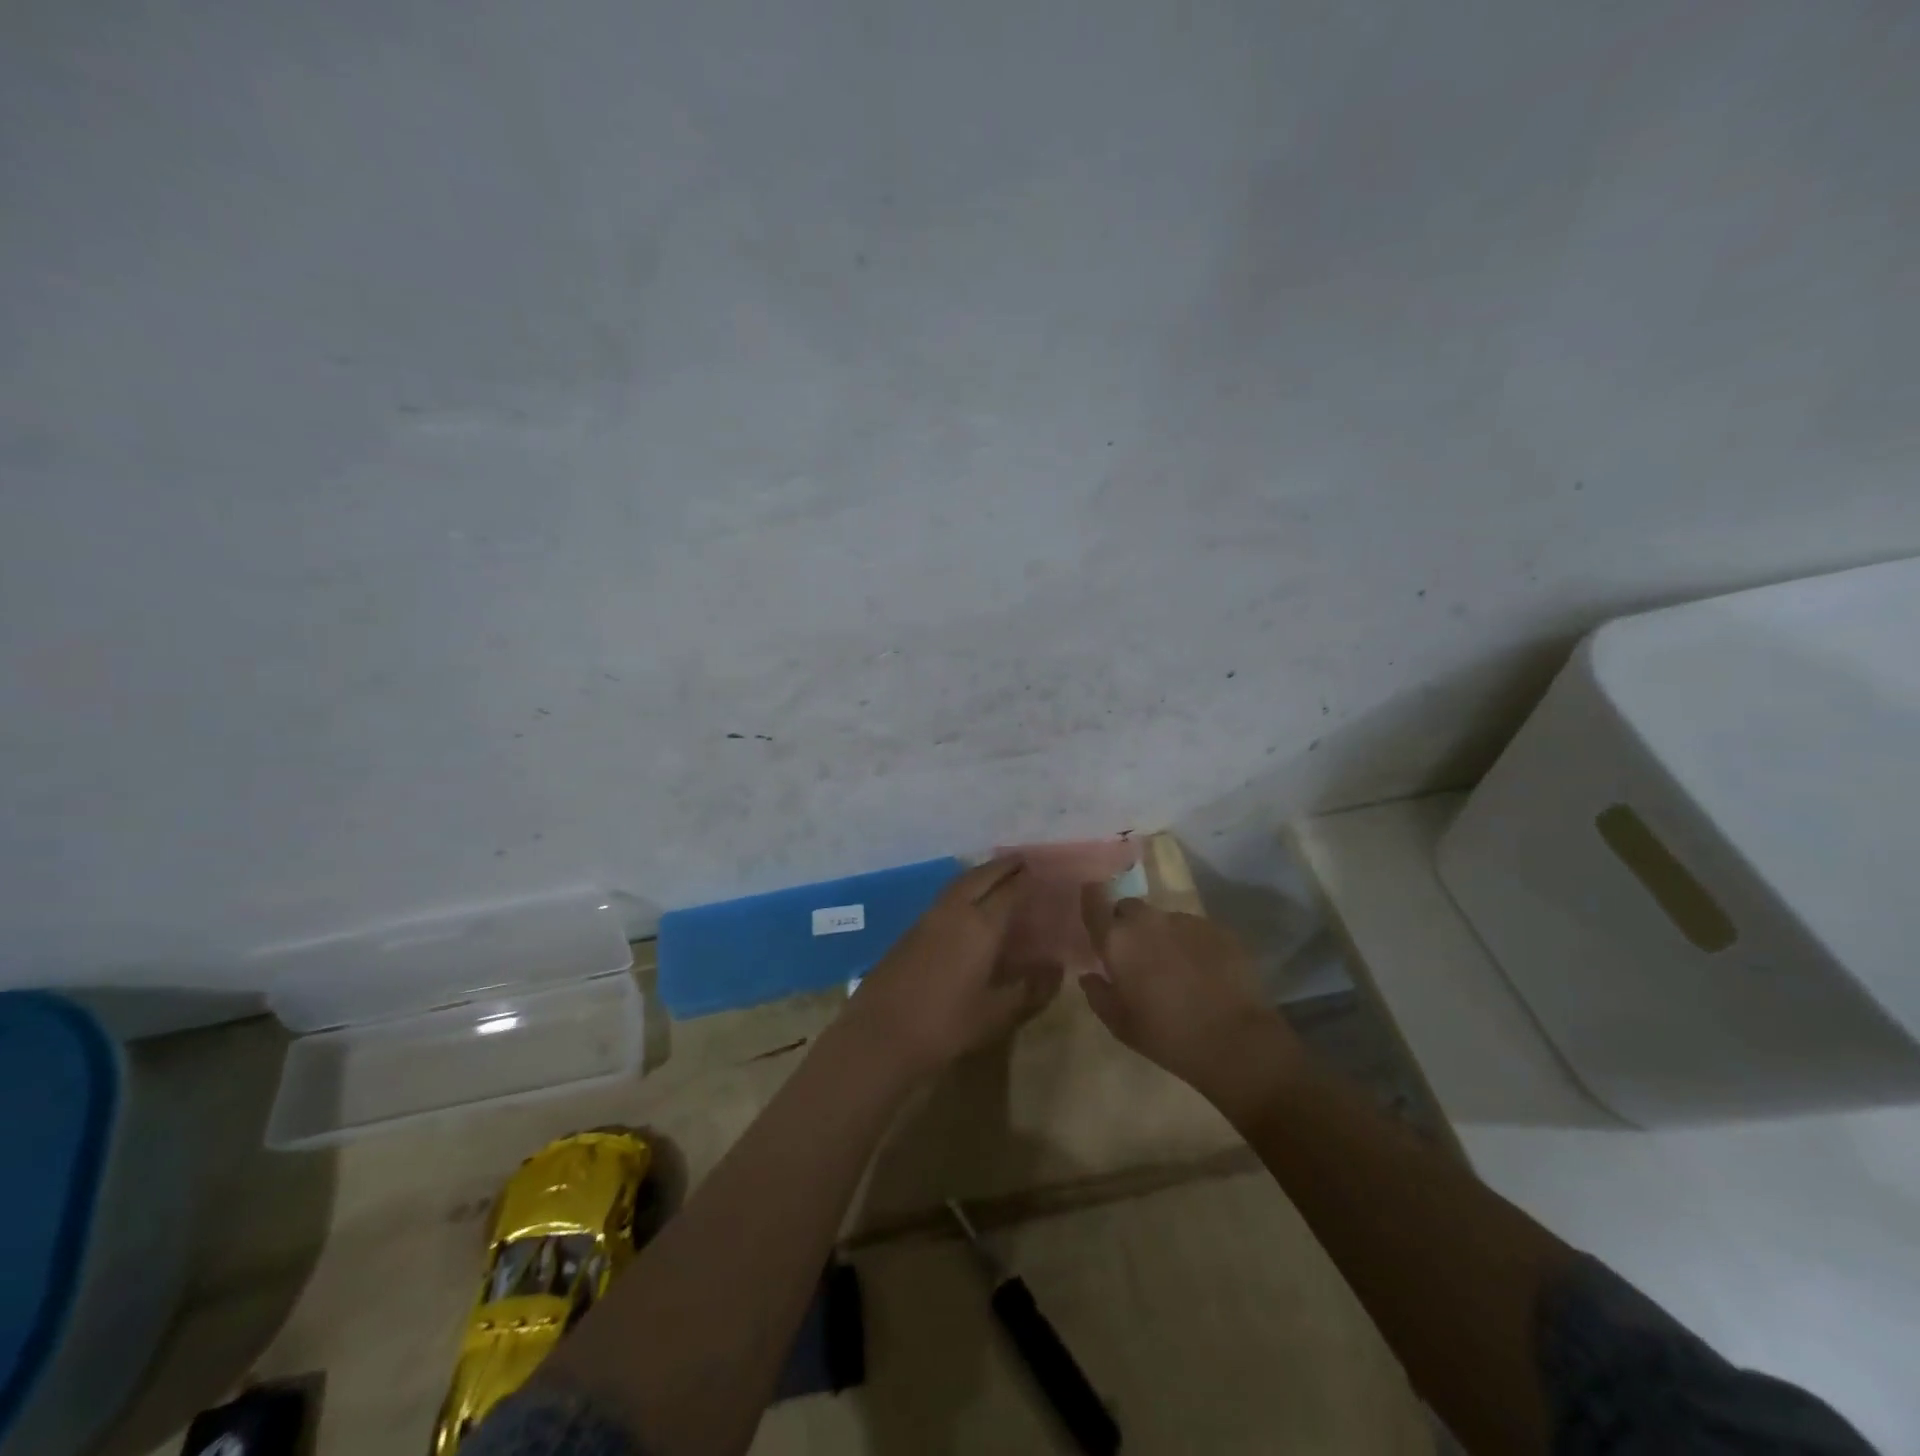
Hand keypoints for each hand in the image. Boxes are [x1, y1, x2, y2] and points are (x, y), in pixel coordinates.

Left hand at [842, 859, 1061, 1080]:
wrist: (879, 1035)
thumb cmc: (945, 1025)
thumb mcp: (996, 1013)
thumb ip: (1029, 988)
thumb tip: (1056, 967)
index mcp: (980, 926)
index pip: (1009, 892)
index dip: (1025, 880)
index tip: (1040, 870)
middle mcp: (954, 912)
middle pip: (980, 877)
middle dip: (1001, 867)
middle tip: (1020, 860)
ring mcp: (927, 919)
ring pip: (958, 884)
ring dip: (979, 874)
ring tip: (995, 874)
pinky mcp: (909, 931)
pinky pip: (944, 898)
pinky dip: (961, 889)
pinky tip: (965, 904)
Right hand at [1078, 893, 1302, 1096]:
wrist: (1235, 1040)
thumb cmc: (1167, 1035)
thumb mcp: (1120, 1025)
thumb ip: (1098, 994)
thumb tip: (1089, 976)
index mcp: (1118, 941)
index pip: (1094, 902)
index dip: (1091, 899)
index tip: (1091, 903)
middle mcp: (1149, 921)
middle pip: (1129, 908)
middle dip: (1127, 924)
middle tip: (1136, 954)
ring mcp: (1186, 921)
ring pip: (1164, 920)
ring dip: (1162, 936)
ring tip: (1175, 968)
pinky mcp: (1218, 929)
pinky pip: (1195, 930)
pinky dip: (1192, 944)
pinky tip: (1204, 971)